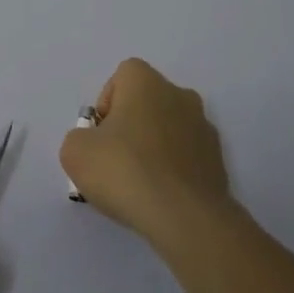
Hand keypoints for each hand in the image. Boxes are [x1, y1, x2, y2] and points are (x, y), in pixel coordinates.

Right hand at [61, 58, 233, 246]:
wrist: (184, 217)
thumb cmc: (124, 170)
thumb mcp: (75, 152)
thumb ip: (80, 138)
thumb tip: (95, 144)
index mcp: (147, 83)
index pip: (123, 76)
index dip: (107, 102)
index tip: (101, 134)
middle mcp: (180, 96)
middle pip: (148, 102)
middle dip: (131, 124)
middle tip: (115, 159)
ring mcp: (205, 129)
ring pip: (170, 129)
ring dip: (154, 147)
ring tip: (138, 184)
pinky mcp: (218, 162)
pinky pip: (186, 157)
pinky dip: (173, 169)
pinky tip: (161, 196)